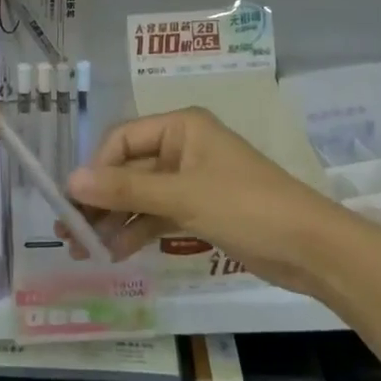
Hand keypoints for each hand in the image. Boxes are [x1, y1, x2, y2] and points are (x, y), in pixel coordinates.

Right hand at [67, 108, 336, 296]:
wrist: (311, 249)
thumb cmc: (246, 207)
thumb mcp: (182, 197)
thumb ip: (125, 189)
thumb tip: (71, 182)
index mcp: (181, 127)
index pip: (122, 140)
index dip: (96, 170)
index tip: (72, 204)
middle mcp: (183, 146)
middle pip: (128, 168)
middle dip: (100, 200)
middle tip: (68, 233)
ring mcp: (192, 179)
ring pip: (141, 195)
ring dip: (114, 219)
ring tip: (83, 250)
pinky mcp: (200, 209)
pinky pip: (158, 214)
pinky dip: (138, 230)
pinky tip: (115, 253)